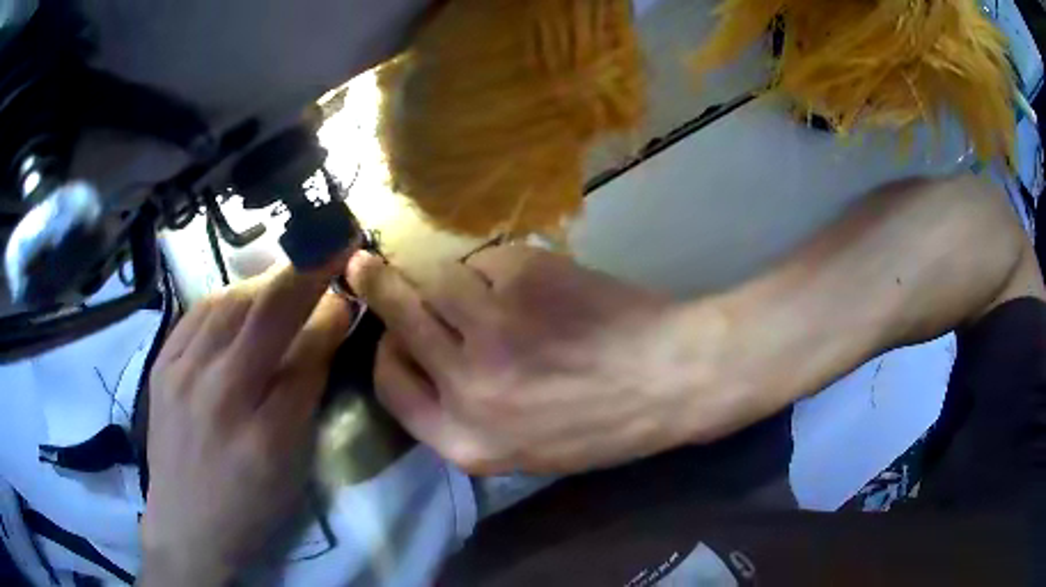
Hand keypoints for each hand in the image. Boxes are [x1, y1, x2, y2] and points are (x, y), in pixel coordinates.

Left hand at [141, 263, 351, 585]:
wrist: (185, 525)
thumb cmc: (250, 509)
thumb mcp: (292, 470)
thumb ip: (306, 399)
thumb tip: (323, 336)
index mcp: (263, 436)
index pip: (305, 356)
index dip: (330, 315)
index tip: (347, 288)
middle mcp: (217, 395)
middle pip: (264, 315)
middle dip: (305, 273)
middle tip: (328, 245)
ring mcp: (181, 374)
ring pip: (228, 304)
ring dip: (265, 283)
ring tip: (286, 278)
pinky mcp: (161, 365)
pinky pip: (197, 314)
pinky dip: (226, 298)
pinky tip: (241, 299)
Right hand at [349, 246, 768, 474]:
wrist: (669, 378)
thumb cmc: (601, 423)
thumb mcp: (522, 448)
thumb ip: (462, 413)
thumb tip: (418, 354)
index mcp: (464, 440)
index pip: (390, 386)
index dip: (384, 352)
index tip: (388, 333)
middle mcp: (466, 387)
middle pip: (396, 317)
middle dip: (376, 286)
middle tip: (364, 265)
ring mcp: (492, 328)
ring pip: (437, 278)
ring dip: (453, 278)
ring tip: (492, 289)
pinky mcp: (521, 280)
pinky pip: (485, 261)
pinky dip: (498, 268)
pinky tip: (537, 287)